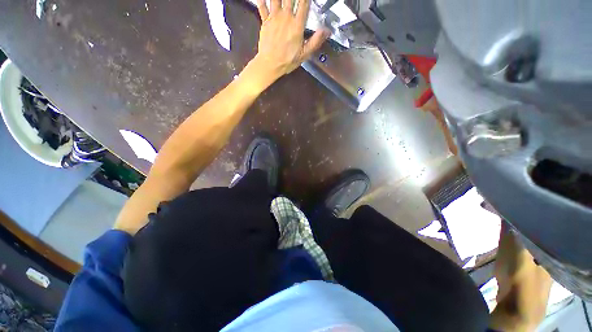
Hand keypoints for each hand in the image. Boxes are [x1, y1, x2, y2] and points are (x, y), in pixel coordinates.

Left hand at [254, 0, 328, 77]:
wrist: (269, 64)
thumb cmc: (287, 61)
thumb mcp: (304, 54)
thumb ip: (315, 41)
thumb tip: (327, 30)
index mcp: (297, 25)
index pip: (304, 3)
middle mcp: (286, 17)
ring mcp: (274, 17)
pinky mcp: (265, 21)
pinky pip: (262, 6)